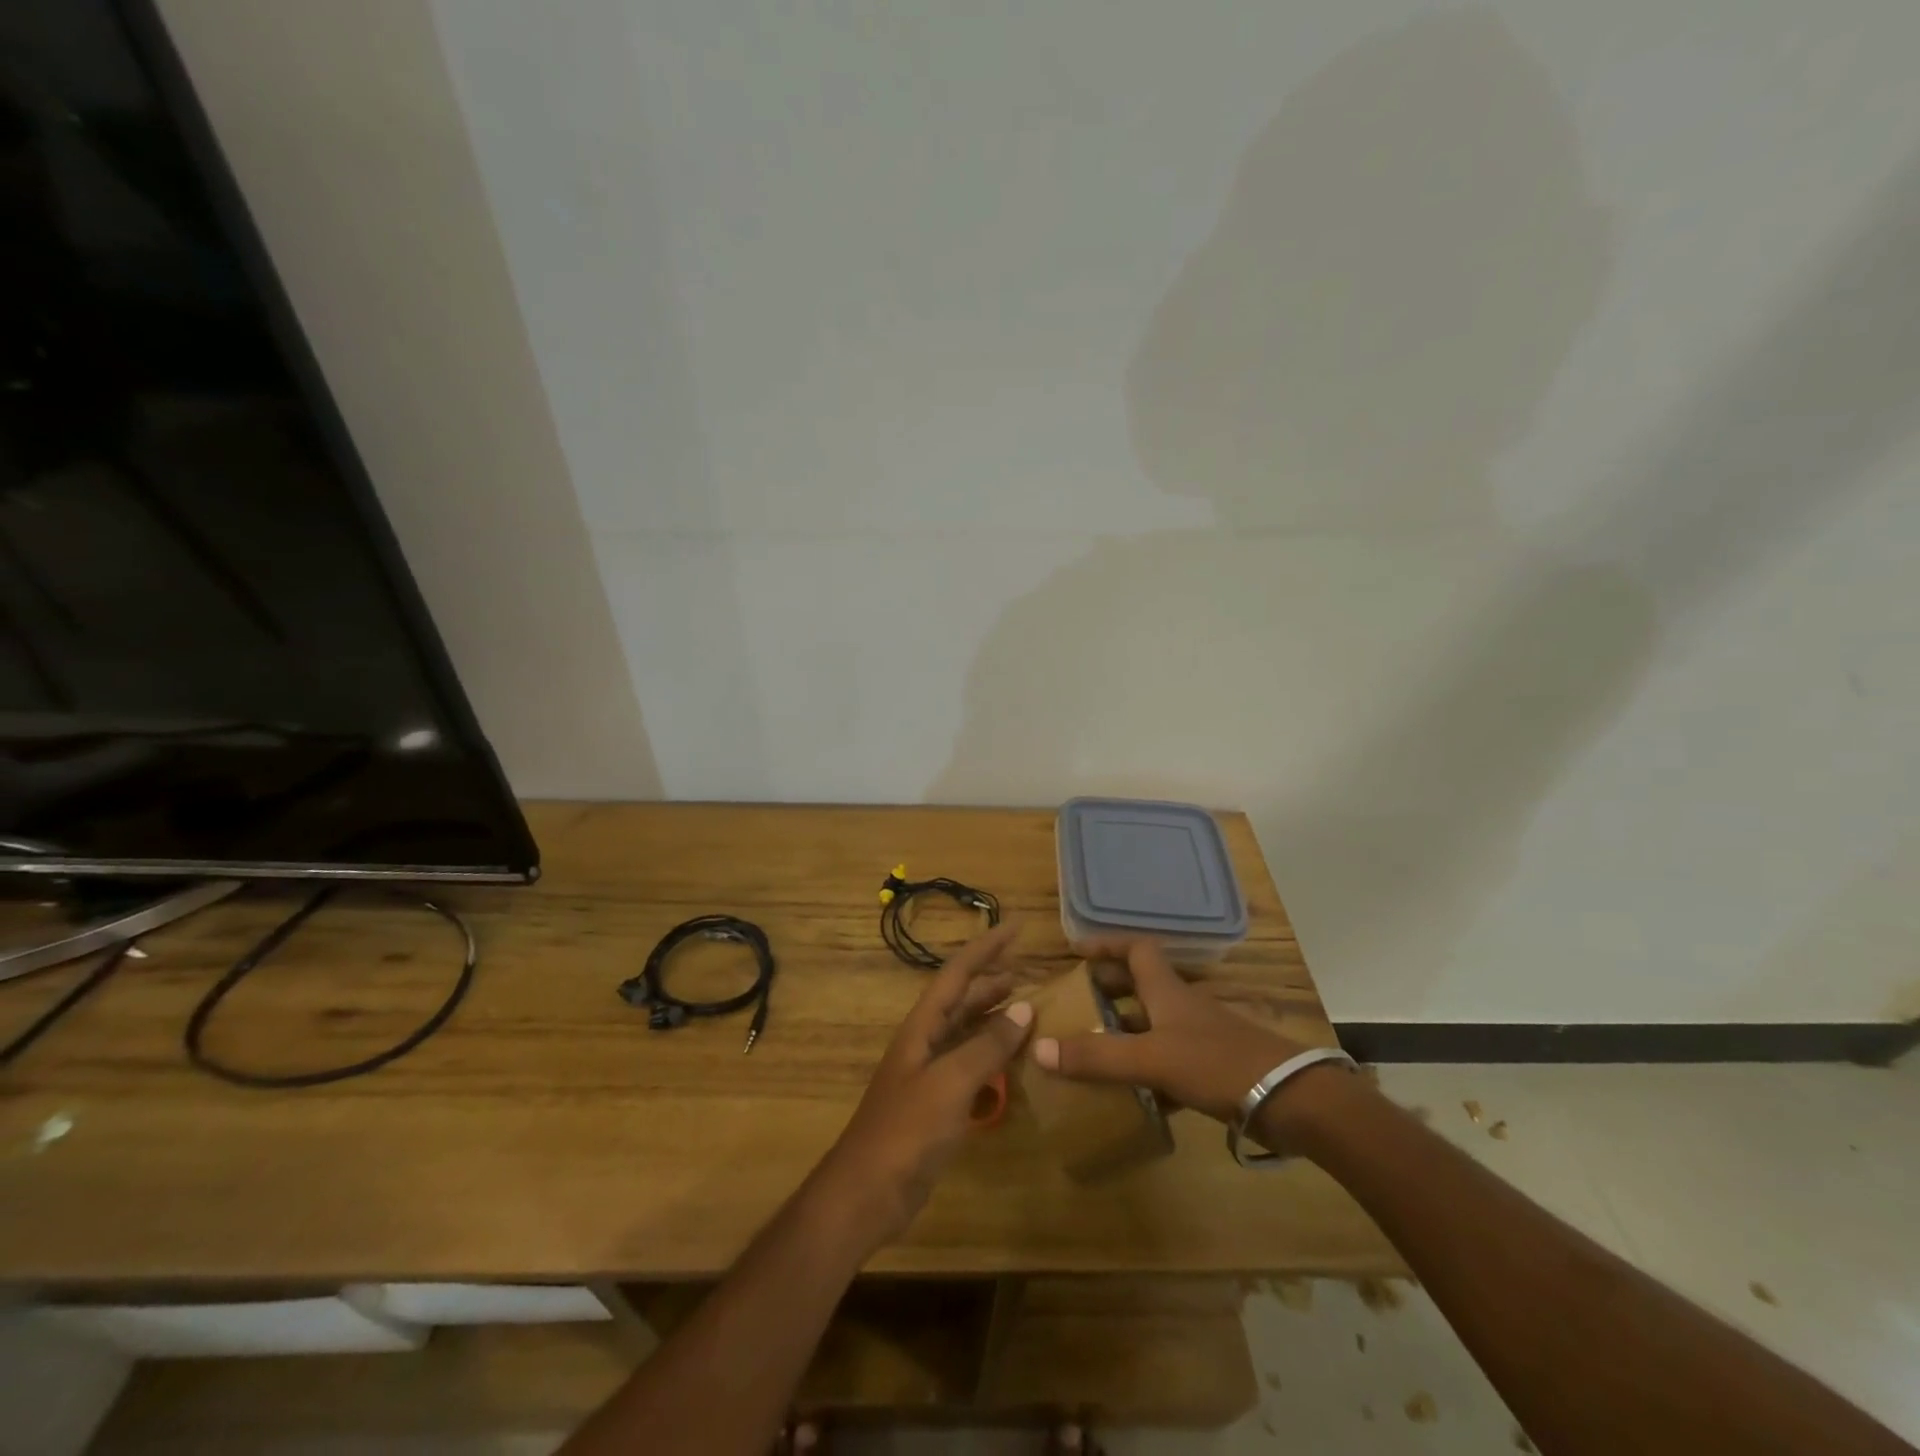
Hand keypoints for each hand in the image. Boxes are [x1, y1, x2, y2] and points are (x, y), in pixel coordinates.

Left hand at [811, 922, 1033, 1246]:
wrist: (867, 1192)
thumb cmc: (906, 1131)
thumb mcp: (950, 1083)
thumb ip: (987, 1046)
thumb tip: (1025, 1008)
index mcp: (922, 1026)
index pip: (958, 973)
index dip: (986, 947)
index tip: (1016, 926)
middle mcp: (925, 1041)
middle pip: (961, 998)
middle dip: (990, 978)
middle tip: (1026, 967)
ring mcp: (929, 1073)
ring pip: (966, 1030)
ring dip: (993, 1015)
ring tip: (1025, 1005)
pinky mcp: (937, 1104)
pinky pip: (970, 1065)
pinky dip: (992, 1055)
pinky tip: (1011, 1062)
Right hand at [1030, 936, 1309, 1123]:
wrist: (1290, 1100)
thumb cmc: (1217, 1063)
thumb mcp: (1151, 1058)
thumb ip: (1097, 1055)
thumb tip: (1039, 1049)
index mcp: (1167, 990)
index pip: (1135, 949)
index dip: (1106, 945)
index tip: (1076, 952)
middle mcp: (1181, 1006)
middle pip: (1139, 986)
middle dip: (1107, 990)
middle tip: (1074, 1005)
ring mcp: (1198, 1038)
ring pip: (1152, 1026)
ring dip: (1123, 1033)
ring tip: (1090, 1050)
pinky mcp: (1211, 1069)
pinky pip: (1167, 1062)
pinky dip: (1145, 1072)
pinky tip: (1129, 1095)